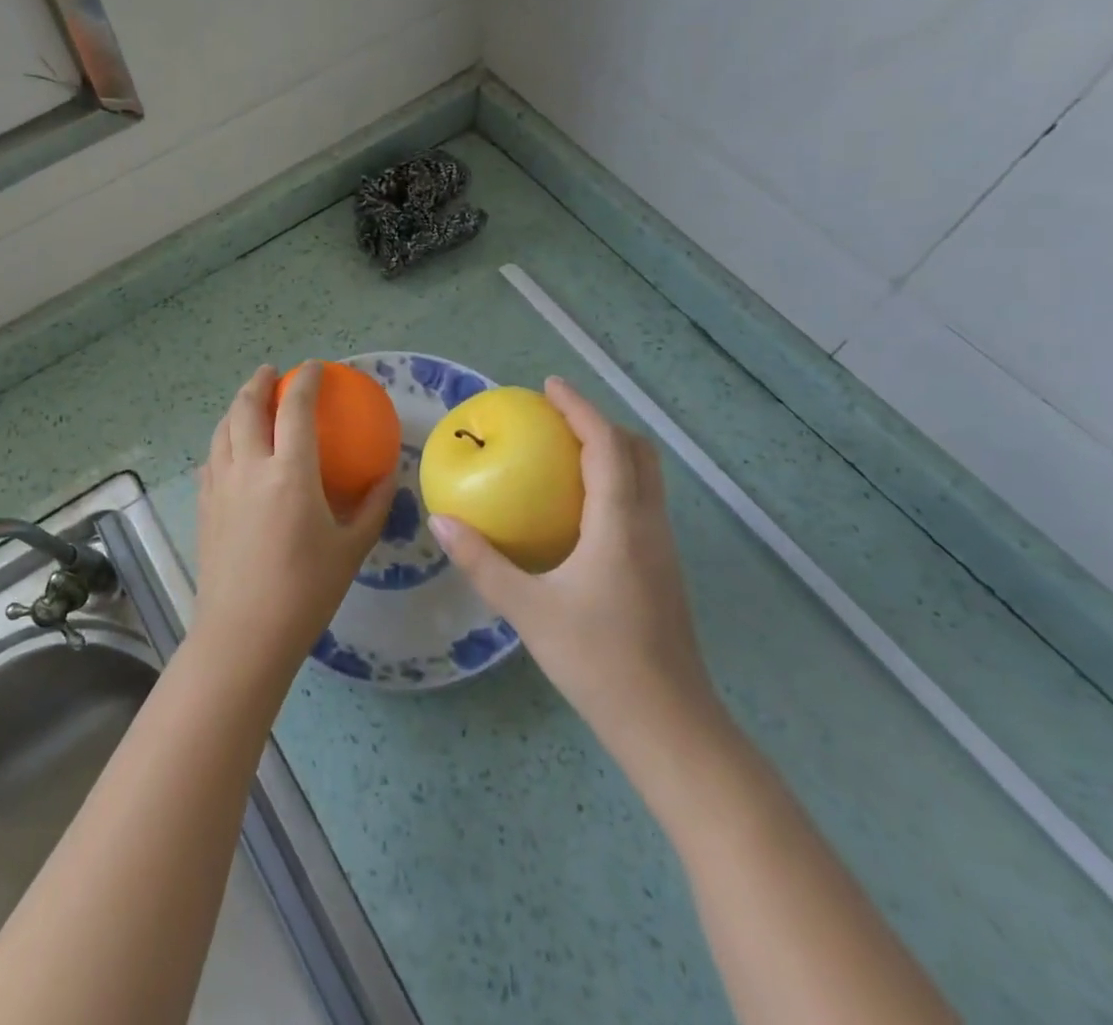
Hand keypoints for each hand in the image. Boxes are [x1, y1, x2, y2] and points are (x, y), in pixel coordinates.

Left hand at [194, 363, 396, 679]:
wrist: (244, 634)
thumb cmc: (305, 592)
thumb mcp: (351, 548)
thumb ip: (373, 505)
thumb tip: (388, 473)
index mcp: (289, 473)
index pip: (295, 408)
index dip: (305, 381)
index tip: (314, 368)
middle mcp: (249, 467)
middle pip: (246, 408)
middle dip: (259, 382)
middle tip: (272, 373)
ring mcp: (220, 485)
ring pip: (222, 429)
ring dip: (236, 407)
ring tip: (249, 402)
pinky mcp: (204, 505)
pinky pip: (211, 458)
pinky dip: (222, 441)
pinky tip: (229, 452)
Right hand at [428, 377, 724, 792]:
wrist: (670, 725)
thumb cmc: (599, 662)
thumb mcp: (530, 611)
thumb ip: (484, 563)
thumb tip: (442, 522)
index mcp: (620, 524)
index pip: (606, 445)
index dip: (580, 408)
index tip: (549, 386)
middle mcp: (649, 525)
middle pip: (638, 452)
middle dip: (600, 423)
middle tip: (556, 417)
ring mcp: (662, 548)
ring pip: (646, 478)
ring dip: (611, 451)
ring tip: (565, 452)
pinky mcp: (663, 570)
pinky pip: (642, 503)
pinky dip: (615, 482)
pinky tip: (580, 510)